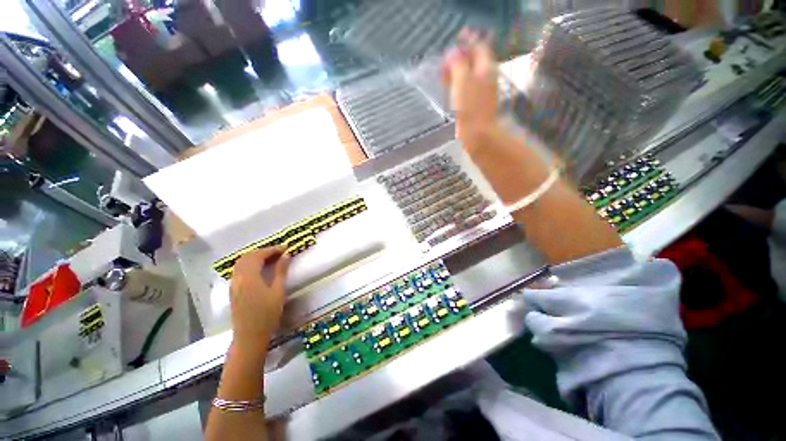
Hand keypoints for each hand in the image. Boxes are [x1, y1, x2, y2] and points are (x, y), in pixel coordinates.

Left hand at [229, 247, 290, 348]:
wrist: (249, 336)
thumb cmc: (267, 314)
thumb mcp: (278, 291)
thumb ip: (281, 271)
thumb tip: (286, 255)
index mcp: (249, 276)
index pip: (259, 255)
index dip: (272, 249)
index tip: (286, 248)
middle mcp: (238, 277)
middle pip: (248, 256)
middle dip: (263, 251)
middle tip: (279, 252)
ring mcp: (233, 284)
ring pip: (241, 262)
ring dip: (256, 257)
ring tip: (271, 259)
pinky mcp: (233, 290)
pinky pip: (239, 270)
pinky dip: (250, 264)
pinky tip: (260, 269)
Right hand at [441, 29, 498, 144]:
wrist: (478, 136)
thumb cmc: (470, 108)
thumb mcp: (463, 81)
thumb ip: (458, 64)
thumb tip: (452, 53)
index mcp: (486, 68)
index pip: (478, 48)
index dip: (463, 46)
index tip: (448, 53)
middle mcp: (486, 78)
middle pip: (473, 62)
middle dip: (458, 62)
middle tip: (442, 68)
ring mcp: (481, 93)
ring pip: (469, 77)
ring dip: (456, 75)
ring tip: (442, 80)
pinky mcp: (476, 105)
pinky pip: (466, 90)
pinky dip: (457, 88)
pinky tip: (449, 93)